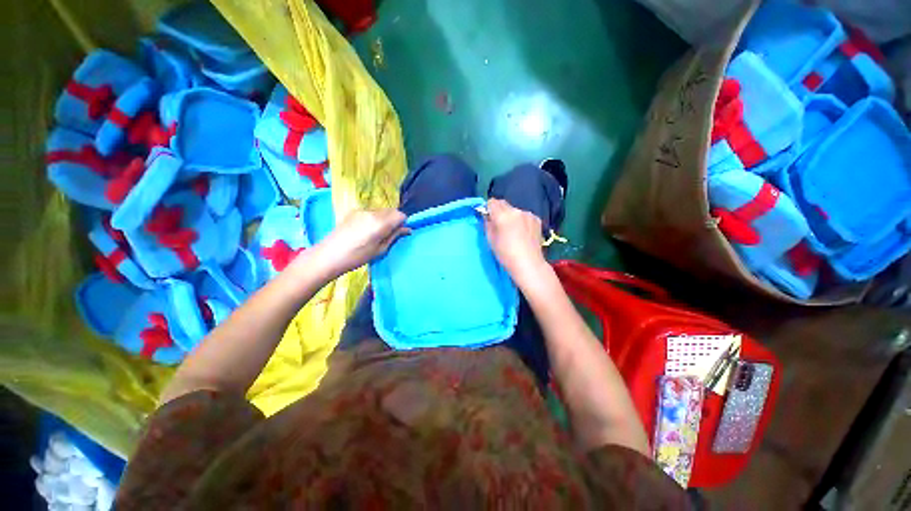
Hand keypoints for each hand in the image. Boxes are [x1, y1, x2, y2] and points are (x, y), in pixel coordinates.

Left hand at [318, 208, 408, 275]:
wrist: (328, 255)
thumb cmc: (357, 257)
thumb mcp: (380, 250)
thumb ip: (394, 236)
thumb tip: (407, 229)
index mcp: (380, 223)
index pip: (400, 215)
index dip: (403, 223)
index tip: (400, 232)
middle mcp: (372, 212)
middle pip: (391, 210)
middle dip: (395, 220)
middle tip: (389, 234)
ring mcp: (361, 210)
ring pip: (381, 210)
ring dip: (385, 218)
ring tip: (377, 233)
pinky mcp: (353, 211)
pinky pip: (371, 212)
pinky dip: (375, 218)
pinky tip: (366, 230)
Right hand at [483, 199, 546, 283]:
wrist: (528, 264)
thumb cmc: (505, 254)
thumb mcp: (490, 240)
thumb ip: (487, 224)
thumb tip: (488, 216)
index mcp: (502, 215)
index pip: (491, 202)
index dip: (488, 209)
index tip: (489, 218)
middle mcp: (516, 210)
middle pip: (503, 204)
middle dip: (499, 211)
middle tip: (499, 225)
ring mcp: (528, 214)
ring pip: (514, 210)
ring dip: (511, 216)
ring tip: (513, 231)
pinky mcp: (537, 219)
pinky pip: (524, 216)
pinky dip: (521, 221)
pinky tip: (523, 233)